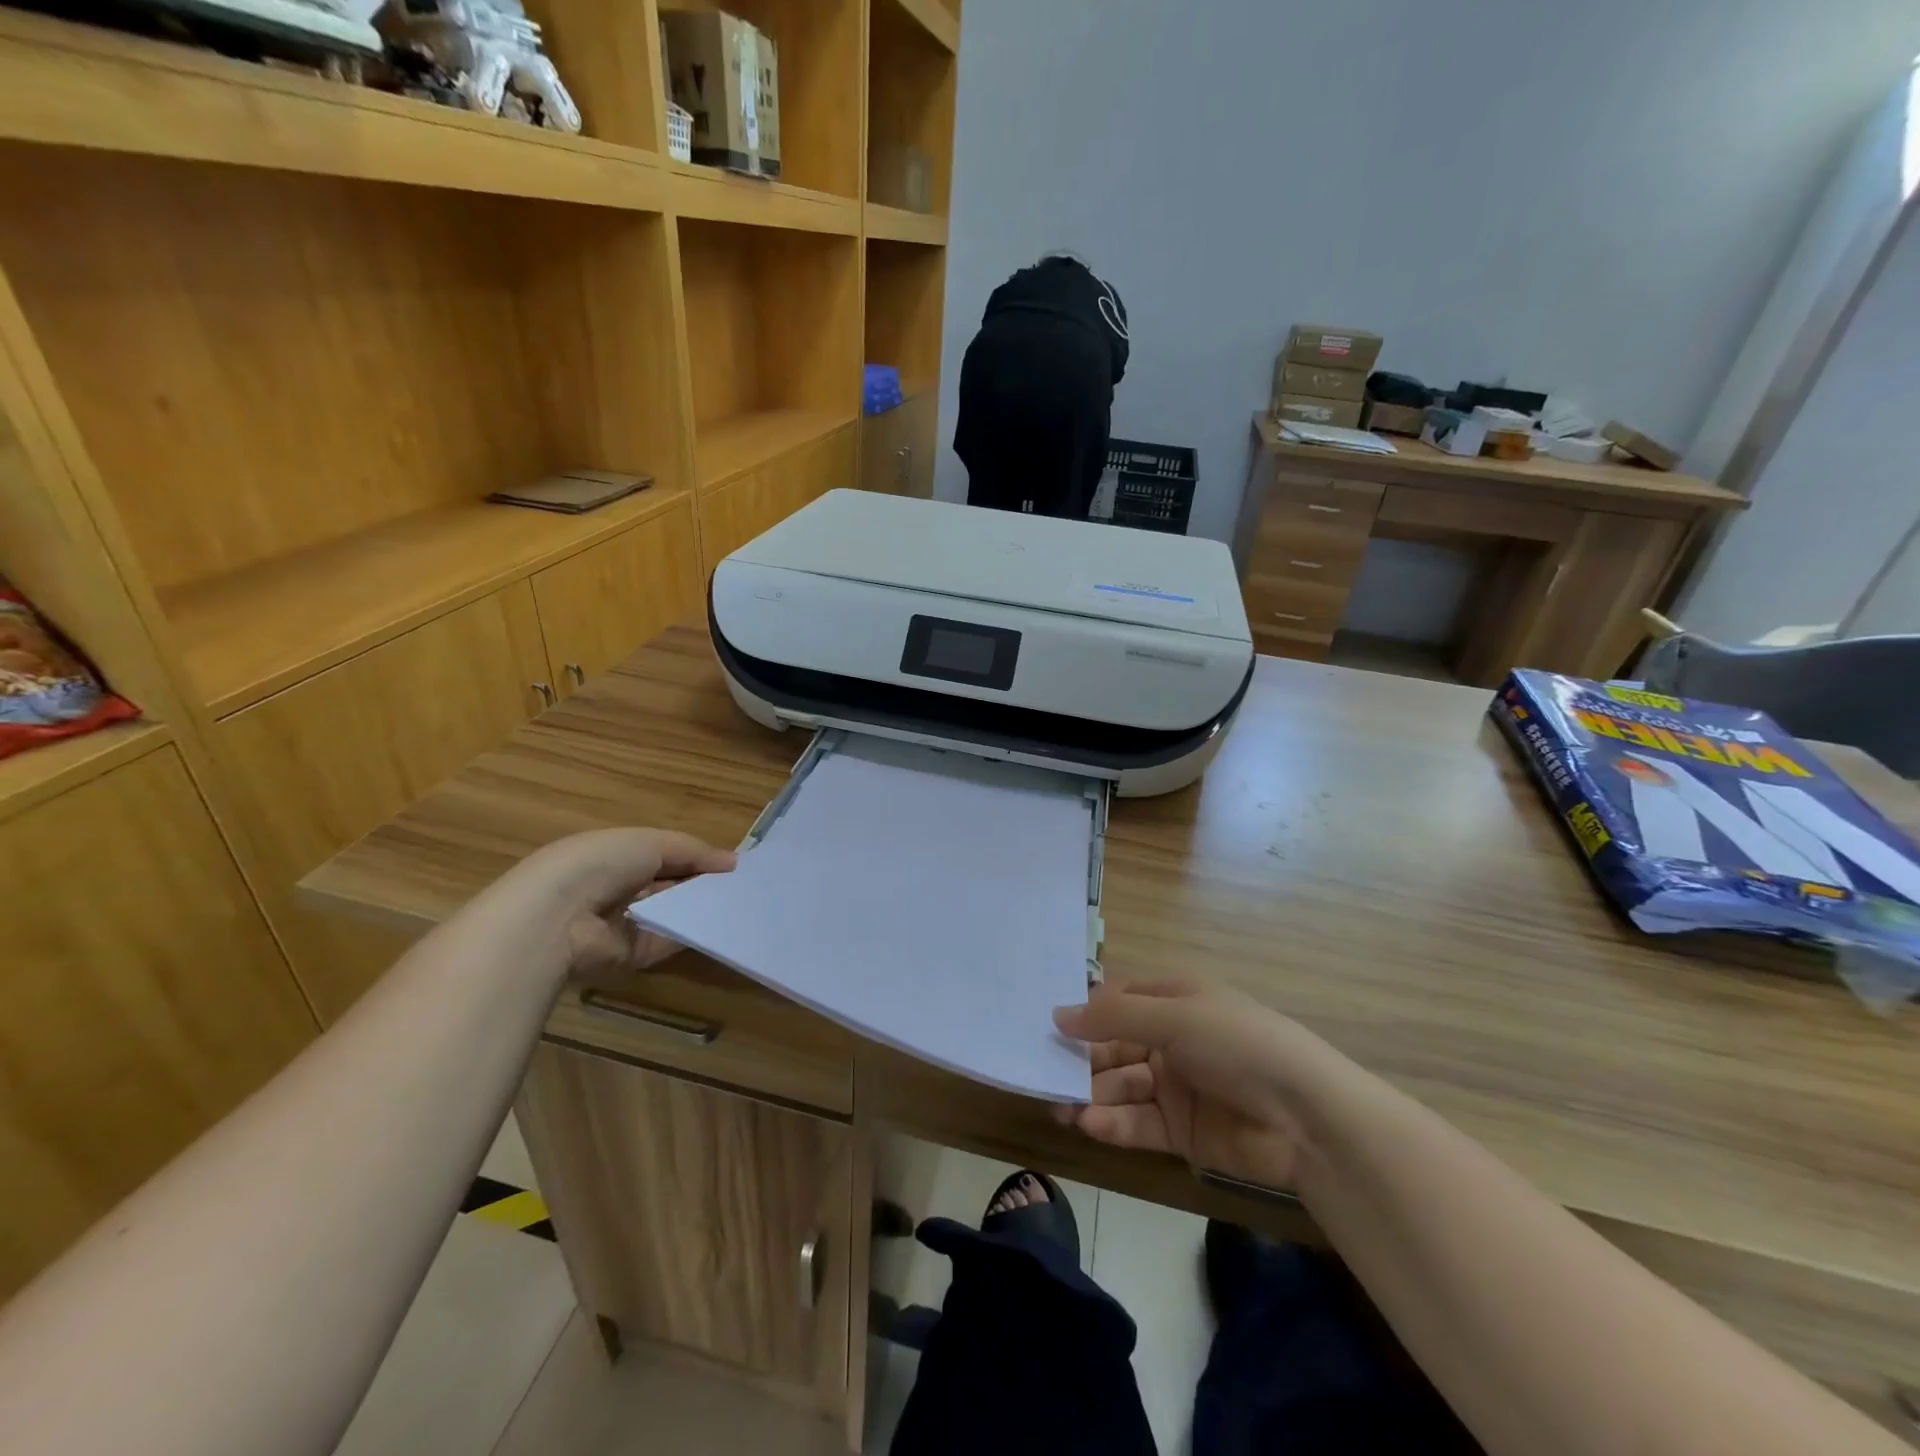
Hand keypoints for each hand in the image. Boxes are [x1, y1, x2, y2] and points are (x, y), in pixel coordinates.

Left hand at [512, 828, 735, 974]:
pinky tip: (718, 925)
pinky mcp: (629, 955)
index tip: (731, 864)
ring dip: (698, 909)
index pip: (663, 856)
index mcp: (615, 856)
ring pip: (671, 914)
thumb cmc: (602, 863)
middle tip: (740, 886)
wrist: (559, 916)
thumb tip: (734, 862)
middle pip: (668, 886)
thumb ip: (693, 851)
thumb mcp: (652, 842)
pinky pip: (666, 942)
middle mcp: (617, 889)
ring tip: (737, 904)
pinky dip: (689, 934)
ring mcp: (622, 924)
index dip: (696, 858)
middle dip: (700, 884)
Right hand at [1051, 979, 1346, 1192]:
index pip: (1118, 1002)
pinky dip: (1114, 1123)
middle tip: (1041, 1076)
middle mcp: (1172, 1039)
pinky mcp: (1182, 1131)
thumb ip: (1113, 1017)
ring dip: (1091, 1095)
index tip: (1045, 1028)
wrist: (1308, 1118)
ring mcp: (1177, 1086)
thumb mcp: (1175, 1017)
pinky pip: (1139, 1122)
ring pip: (1121, 1087)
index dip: (1084, 1013)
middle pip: (1114, 1047)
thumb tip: (1057, 1014)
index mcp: (1175, 1000)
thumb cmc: (1238, 1044)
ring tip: (1059, 1107)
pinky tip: (1090, 1124)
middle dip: (1081, 1061)